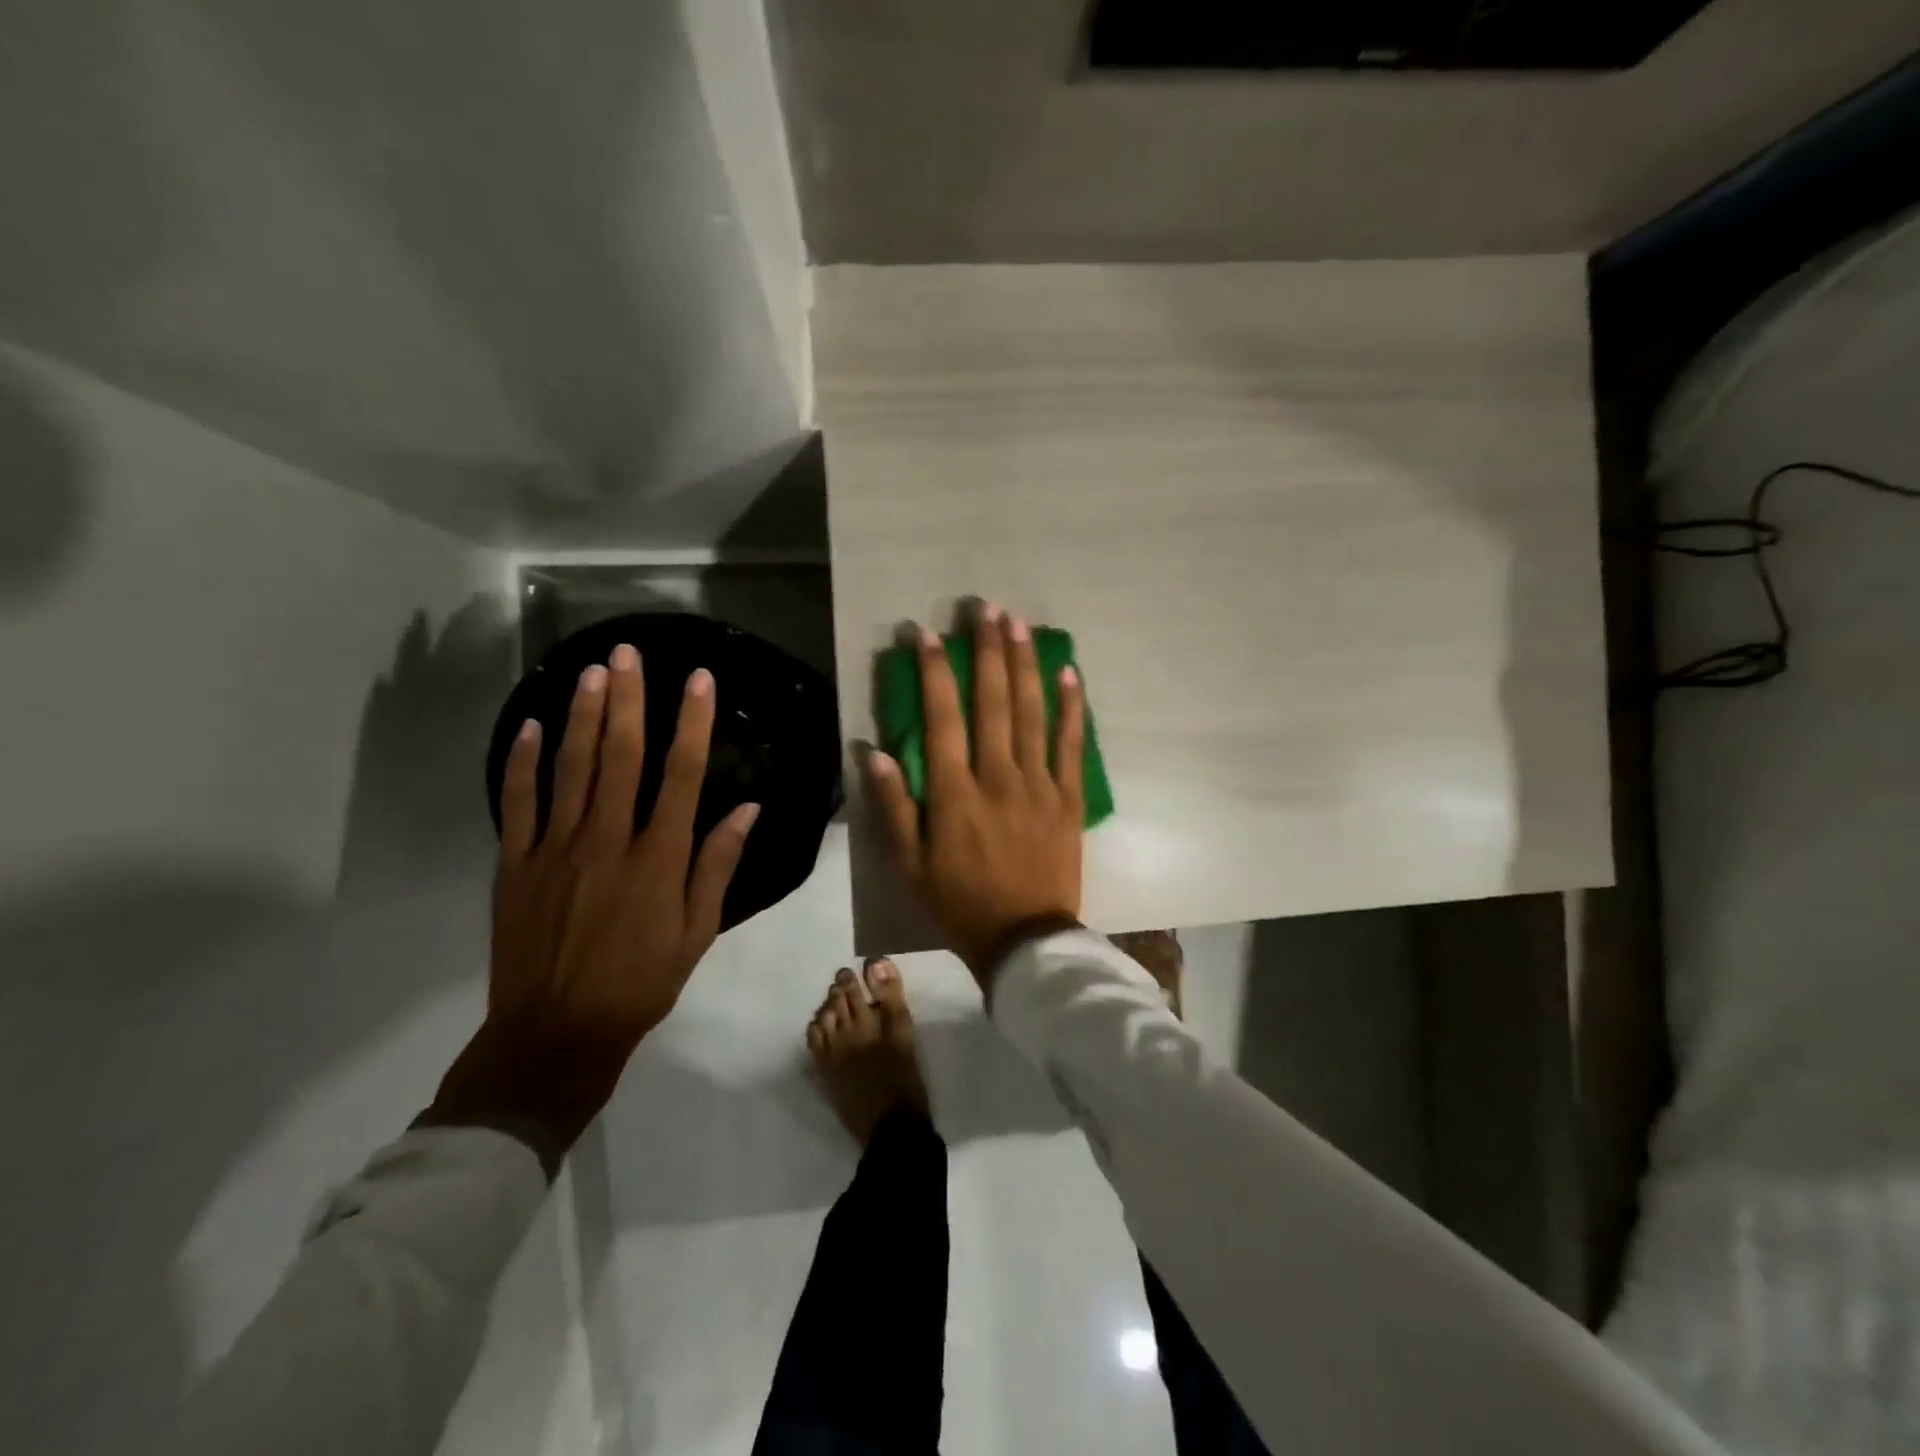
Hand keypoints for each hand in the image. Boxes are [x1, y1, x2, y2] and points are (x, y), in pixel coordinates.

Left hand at [424, 643, 758, 1170]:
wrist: (557, 1032)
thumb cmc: (641, 982)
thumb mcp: (698, 931)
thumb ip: (718, 865)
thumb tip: (747, 808)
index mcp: (659, 857)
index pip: (681, 774)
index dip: (692, 723)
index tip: (699, 680)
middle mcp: (608, 839)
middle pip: (620, 756)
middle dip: (628, 699)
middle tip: (630, 653)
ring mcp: (556, 848)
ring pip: (570, 767)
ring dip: (581, 715)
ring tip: (591, 671)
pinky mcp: (516, 863)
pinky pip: (518, 802)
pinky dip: (523, 762)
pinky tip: (531, 725)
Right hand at [867, 604, 1085, 983]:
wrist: (1026, 941)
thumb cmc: (960, 903)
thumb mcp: (910, 864)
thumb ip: (893, 806)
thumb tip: (873, 750)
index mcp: (956, 794)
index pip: (942, 718)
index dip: (932, 672)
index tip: (925, 633)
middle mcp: (999, 778)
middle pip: (993, 702)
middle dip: (987, 651)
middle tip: (985, 608)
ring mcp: (1040, 785)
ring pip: (1032, 713)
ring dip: (1025, 664)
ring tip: (1019, 623)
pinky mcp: (1070, 798)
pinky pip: (1072, 744)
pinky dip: (1073, 707)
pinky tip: (1070, 672)